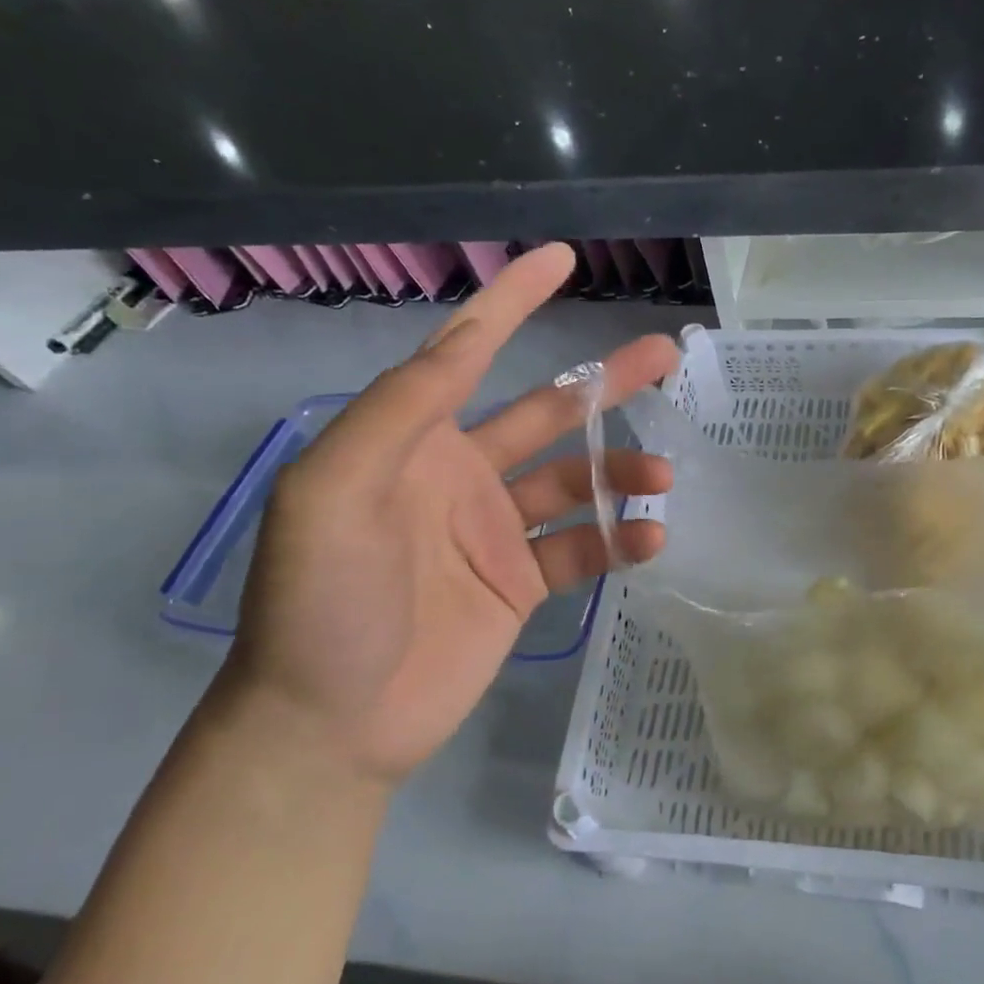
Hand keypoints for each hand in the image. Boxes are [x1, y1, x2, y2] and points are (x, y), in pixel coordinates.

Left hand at [222, 244, 677, 783]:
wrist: (332, 724)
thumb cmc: (321, 602)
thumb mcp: (333, 492)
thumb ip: (397, 413)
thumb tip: (462, 345)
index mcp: (411, 441)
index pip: (467, 352)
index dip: (513, 302)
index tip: (561, 259)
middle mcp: (460, 474)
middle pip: (548, 413)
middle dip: (603, 383)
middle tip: (663, 355)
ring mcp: (496, 531)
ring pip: (576, 482)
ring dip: (622, 471)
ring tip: (662, 475)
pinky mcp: (522, 583)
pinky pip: (581, 548)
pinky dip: (619, 538)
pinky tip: (649, 538)